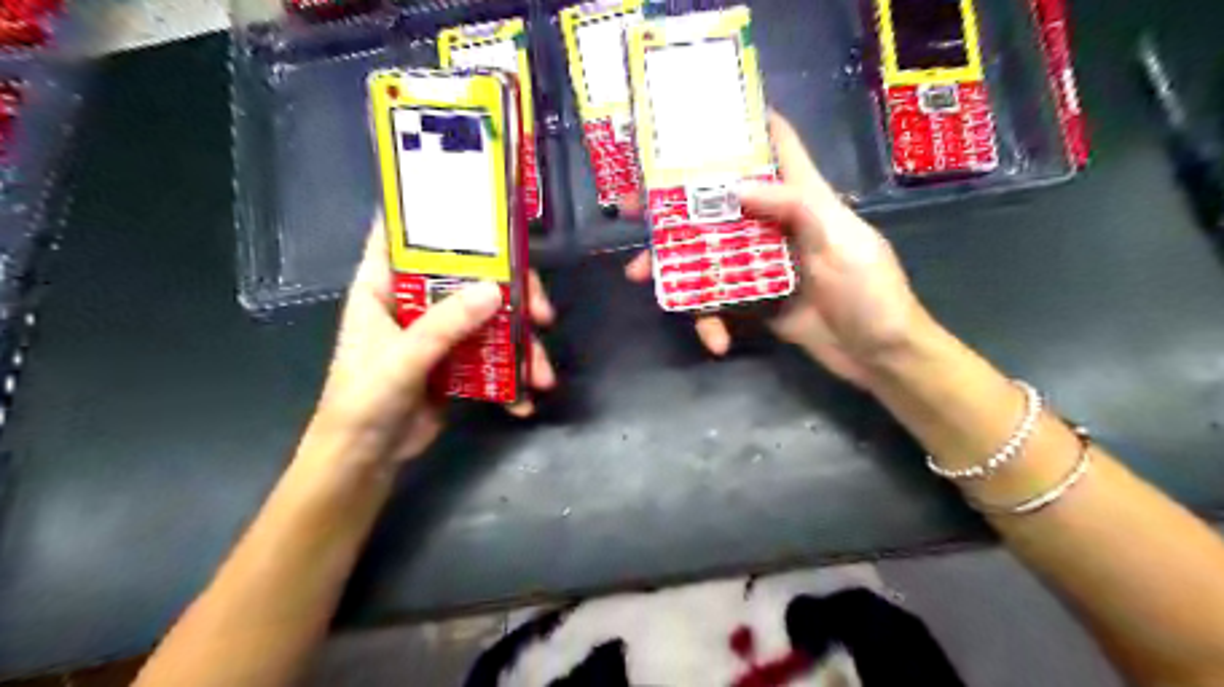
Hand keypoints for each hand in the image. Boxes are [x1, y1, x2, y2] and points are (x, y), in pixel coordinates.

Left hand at [308, 226, 558, 465]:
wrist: (365, 459)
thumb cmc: (364, 400)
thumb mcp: (402, 358)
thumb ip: (445, 324)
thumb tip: (497, 290)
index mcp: (385, 285)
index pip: (404, 233)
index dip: (436, 212)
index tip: (481, 204)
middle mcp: (415, 301)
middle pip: (469, 276)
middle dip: (512, 292)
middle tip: (543, 313)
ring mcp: (439, 331)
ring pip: (489, 317)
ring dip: (521, 343)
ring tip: (542, 375)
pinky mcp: (456, 361)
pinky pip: (491, 354)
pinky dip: (511, 374)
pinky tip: (525, 398)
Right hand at [630, 114, 929, 388]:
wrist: (880, 356)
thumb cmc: (871, 292)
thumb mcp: (841, 243)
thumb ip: (794, 208)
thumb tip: (736, 186)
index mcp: (801, 199)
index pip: (776, 145)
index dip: (742, 123)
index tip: (694, 118)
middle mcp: (774, 225)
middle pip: (719, 204)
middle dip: (676, 205)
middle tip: (632, 210)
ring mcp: (761, 266)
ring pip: (708, 254)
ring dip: (674, 267)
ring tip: (643, 279)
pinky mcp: (756, 301)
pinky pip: (720, 303)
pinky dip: (712, 321)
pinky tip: (715, 341)